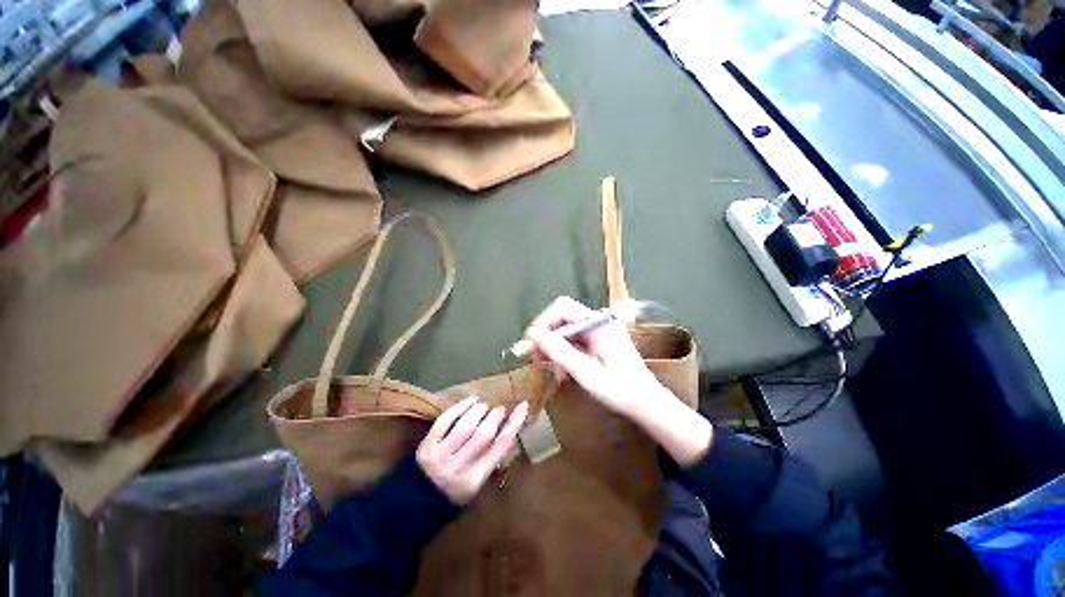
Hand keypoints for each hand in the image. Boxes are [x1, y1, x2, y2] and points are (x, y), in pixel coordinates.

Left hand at [416, 396, 528, 504]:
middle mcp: (458, 467)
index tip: (522, 407)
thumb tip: (509, 426)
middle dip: (495, 416)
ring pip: (466, 425)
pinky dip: (461, 406)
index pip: (500, 446)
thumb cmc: (454, 492)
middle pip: (483, 434)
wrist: (416, 503)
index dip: (514, 424)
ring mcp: (440, 455)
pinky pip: (446, 420)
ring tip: (484, 406)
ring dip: (479, 410)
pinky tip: (471, 400)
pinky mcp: (427, 444)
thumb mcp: (477, 482)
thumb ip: (492, 457)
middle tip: (499, 409)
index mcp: (475, 479)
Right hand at [525, 296, 712, 465]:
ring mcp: (598, 332)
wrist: (646, 404)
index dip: (543, 322)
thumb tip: (533, 334)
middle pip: (562, 318)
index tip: (532, 345)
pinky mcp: (597, 342)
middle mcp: (597, 322)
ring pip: (565, 331)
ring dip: (556, 350)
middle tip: (539, 360)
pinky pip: (573, 341)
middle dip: (548, 338)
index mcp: (598, 324)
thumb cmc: (620, 390)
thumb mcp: (585, 372)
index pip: (562, 308)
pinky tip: (566, 373)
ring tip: (558, 374)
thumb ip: (559, 351)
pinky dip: (565, 355)